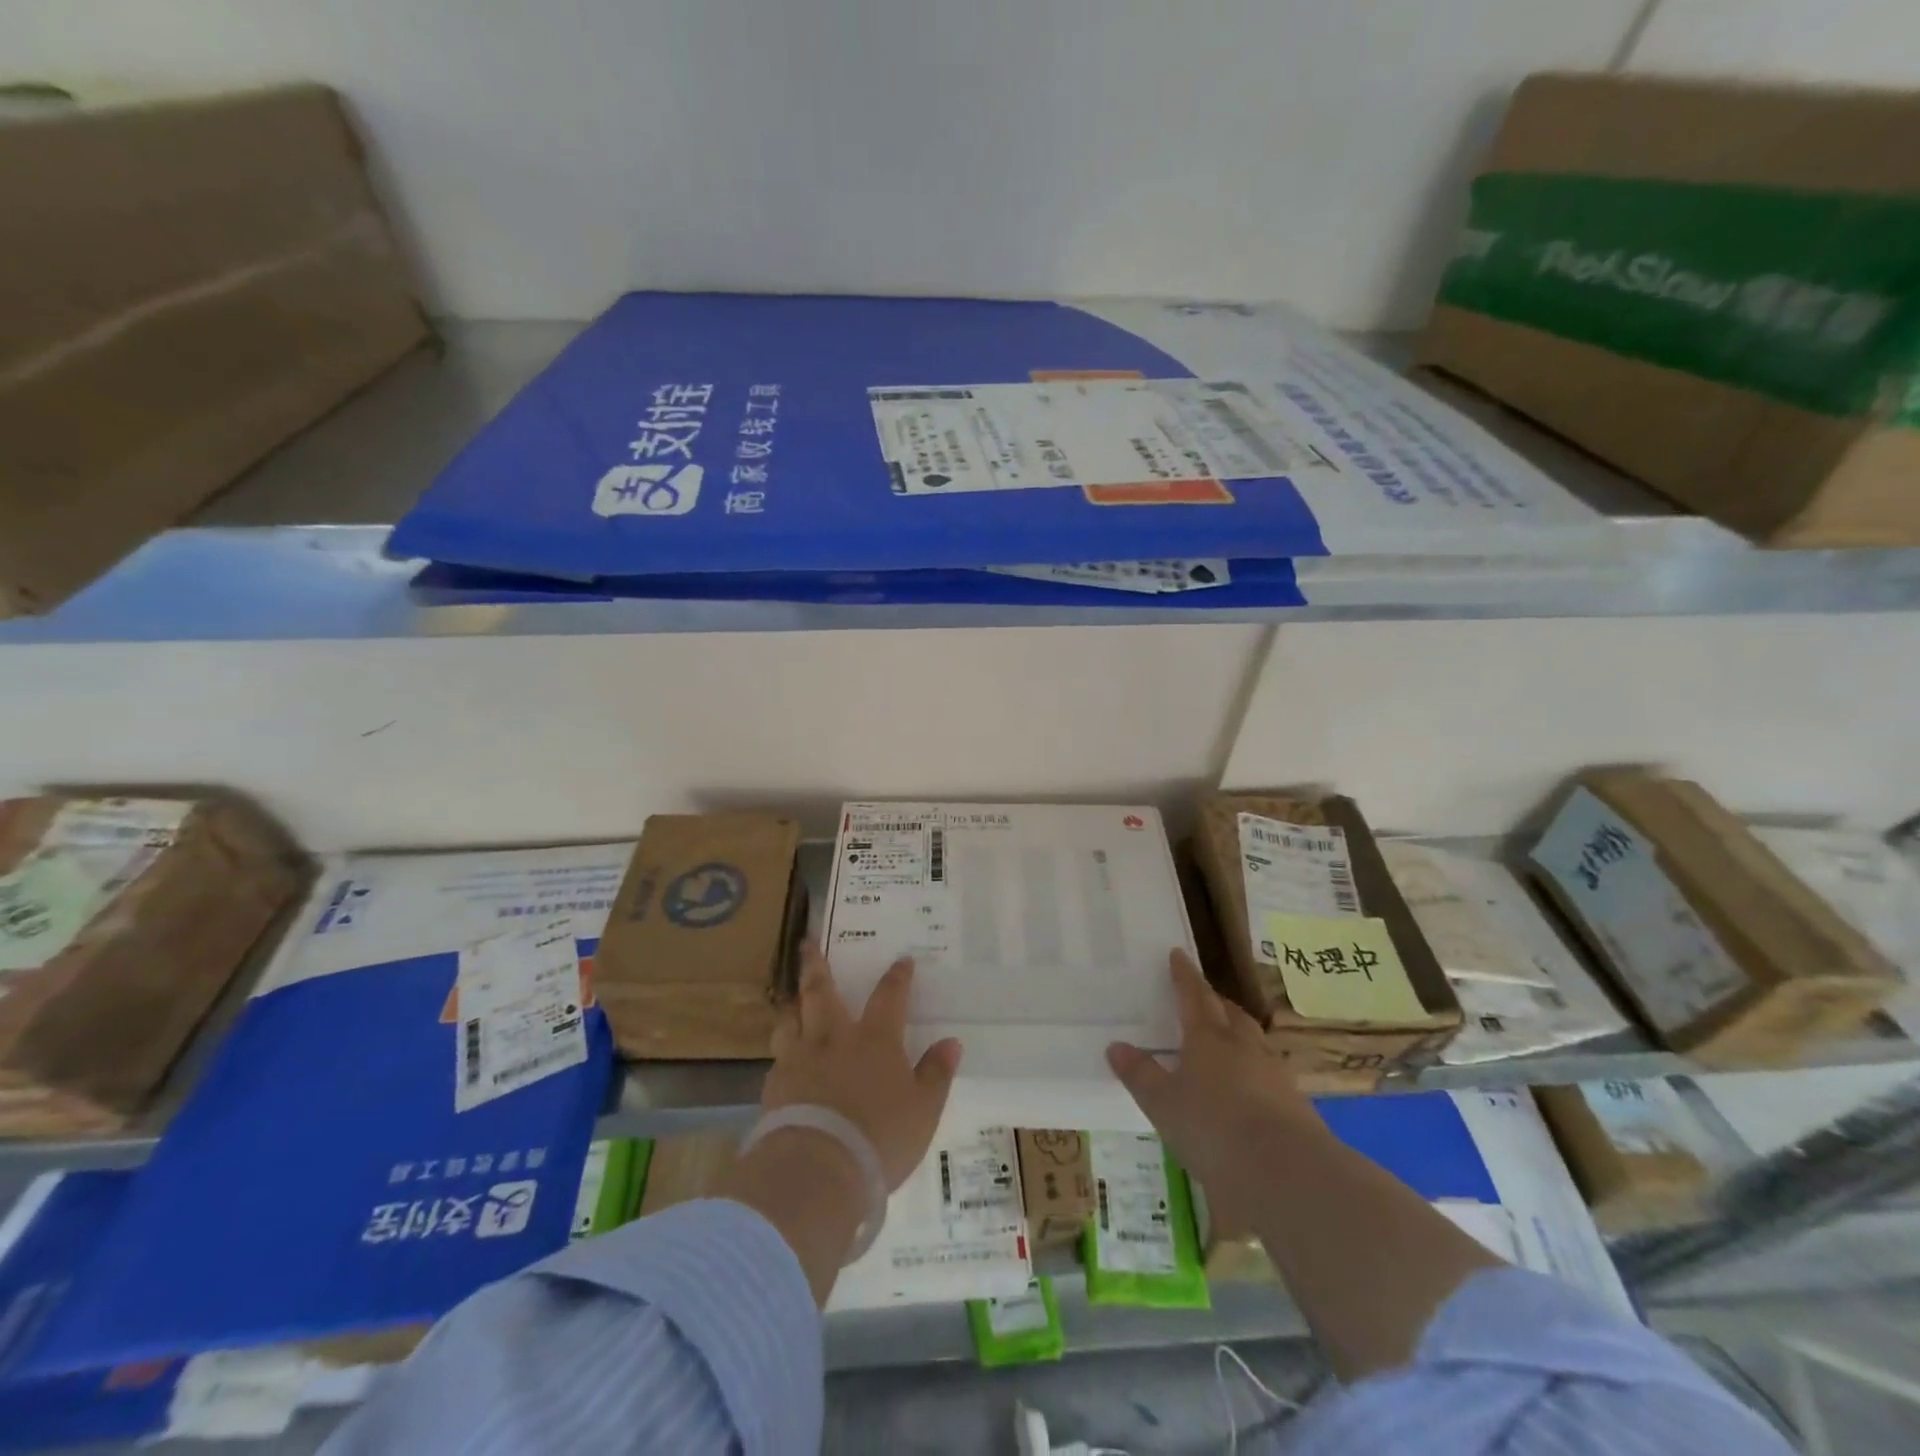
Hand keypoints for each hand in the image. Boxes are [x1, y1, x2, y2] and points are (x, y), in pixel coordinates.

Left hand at [765, 946, 961, 1189]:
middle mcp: (834, 1039)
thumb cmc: (879, 1136)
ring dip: (793, 1005)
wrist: (818, 1168)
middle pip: (821, 992)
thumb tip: (951, 1042)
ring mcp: (800, 1059)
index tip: (902, 960)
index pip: (889, 996)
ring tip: (791, 996)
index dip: (897, 977)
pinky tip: (784, 1058)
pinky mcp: (775, 1086)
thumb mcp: (923, 1109)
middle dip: (817, 965)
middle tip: (808, 942)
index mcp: (875, 1039)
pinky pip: (779, 1058)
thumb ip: (936, 1073)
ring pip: (791, 1019)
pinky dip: (783, 1051)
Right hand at [1106, 950, 1322, 1197]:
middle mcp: (1243, 1046)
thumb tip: (1116, 1046)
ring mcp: (1274, 1073)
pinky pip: (1269, 1073)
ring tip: (1224, 1042)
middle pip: (1229, 1013)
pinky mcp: (1296, 1104)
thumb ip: (1141, 1075)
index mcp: (1208, 1037)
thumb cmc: (1214, 1129)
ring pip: (1253, 1041)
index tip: (1178, 954)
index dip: (1184, 975)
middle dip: (1213, 1002)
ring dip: (1237, 1034)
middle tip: (1200, 999)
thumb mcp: (1164, 1105)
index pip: (1193, 995)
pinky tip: (1247, 1089)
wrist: (1288, 1173)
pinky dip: (1254, 1071)